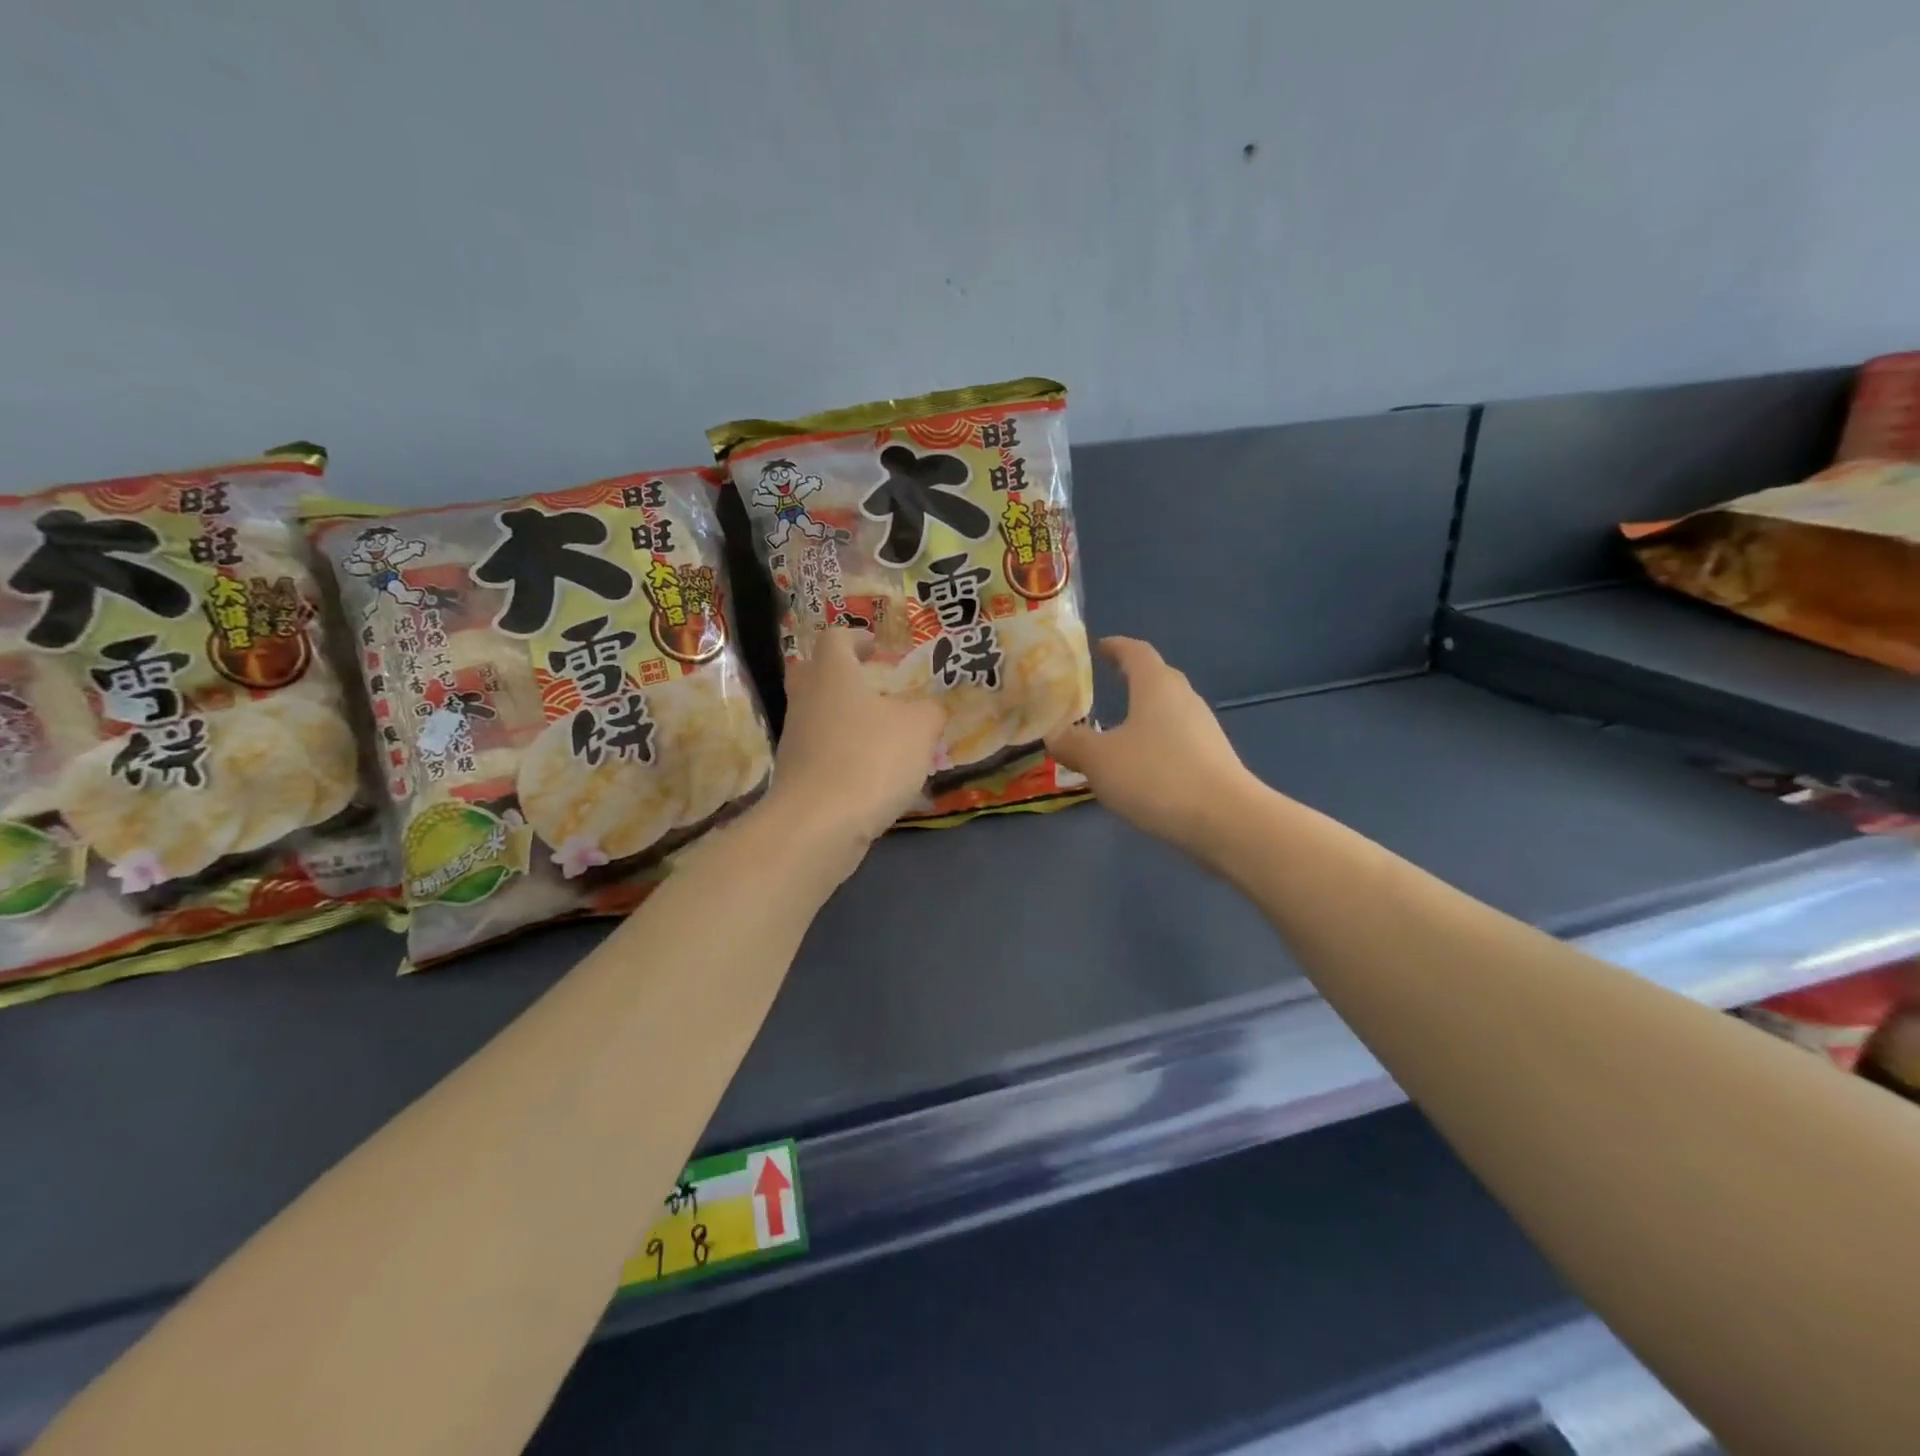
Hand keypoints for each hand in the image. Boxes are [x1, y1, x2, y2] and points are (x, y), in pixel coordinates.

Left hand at [760, 625, 944, 858]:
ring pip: (817, 715)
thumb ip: (929, 711)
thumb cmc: (870, 759)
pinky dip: (844, 754)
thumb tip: (928, 709)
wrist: (818, 824)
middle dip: (841, 675)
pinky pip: (821, 752)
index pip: (835, 638)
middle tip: (871, 684)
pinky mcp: (795, 775)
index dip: (856, 637)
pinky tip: (872, 773)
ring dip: (846, 718)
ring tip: (883, 735)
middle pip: (814, 673)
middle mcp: (806, 699)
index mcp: (832, 674)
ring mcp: (795, 739)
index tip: (876, 647)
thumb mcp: (919, 728)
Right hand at [1046, 637, 1261, 856]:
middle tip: (1106, 685)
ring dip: (1143, 715)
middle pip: (1157, 679)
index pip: (1136, 652)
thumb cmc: (1156, 776)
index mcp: (1156, 686)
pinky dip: (1156, 744)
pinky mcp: (1213, 760)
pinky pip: (1177, 740)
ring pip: (1168, 712)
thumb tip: (1054, 734)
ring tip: (1116, 731)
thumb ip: (1073, 743)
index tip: (1099, 647)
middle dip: (1132, 679)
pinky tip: (1140, 767)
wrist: (1225, 820)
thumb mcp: (1099, 760)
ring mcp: (1204, 730)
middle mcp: (1184, 699)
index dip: (1116, 647)